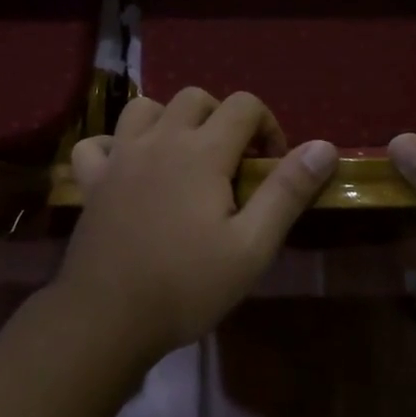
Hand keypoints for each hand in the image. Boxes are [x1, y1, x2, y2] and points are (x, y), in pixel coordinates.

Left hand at [60, 89, 337, 359]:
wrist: (108, 318)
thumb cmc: (187, 285)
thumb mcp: (252, 247)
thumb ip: (287, 192)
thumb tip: (324, 146)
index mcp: (202, 152)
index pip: (243, 105)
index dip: (267, 126)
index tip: (270, 166)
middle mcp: (159, 140)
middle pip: (195, 98)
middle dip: (222, 118)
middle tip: (232, 163)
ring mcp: (119, 157)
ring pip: (144, 108)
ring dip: (169, 121)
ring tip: (183, 157)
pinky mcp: (91, 181)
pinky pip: (97, 142)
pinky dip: (114, 145)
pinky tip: (127, 168)